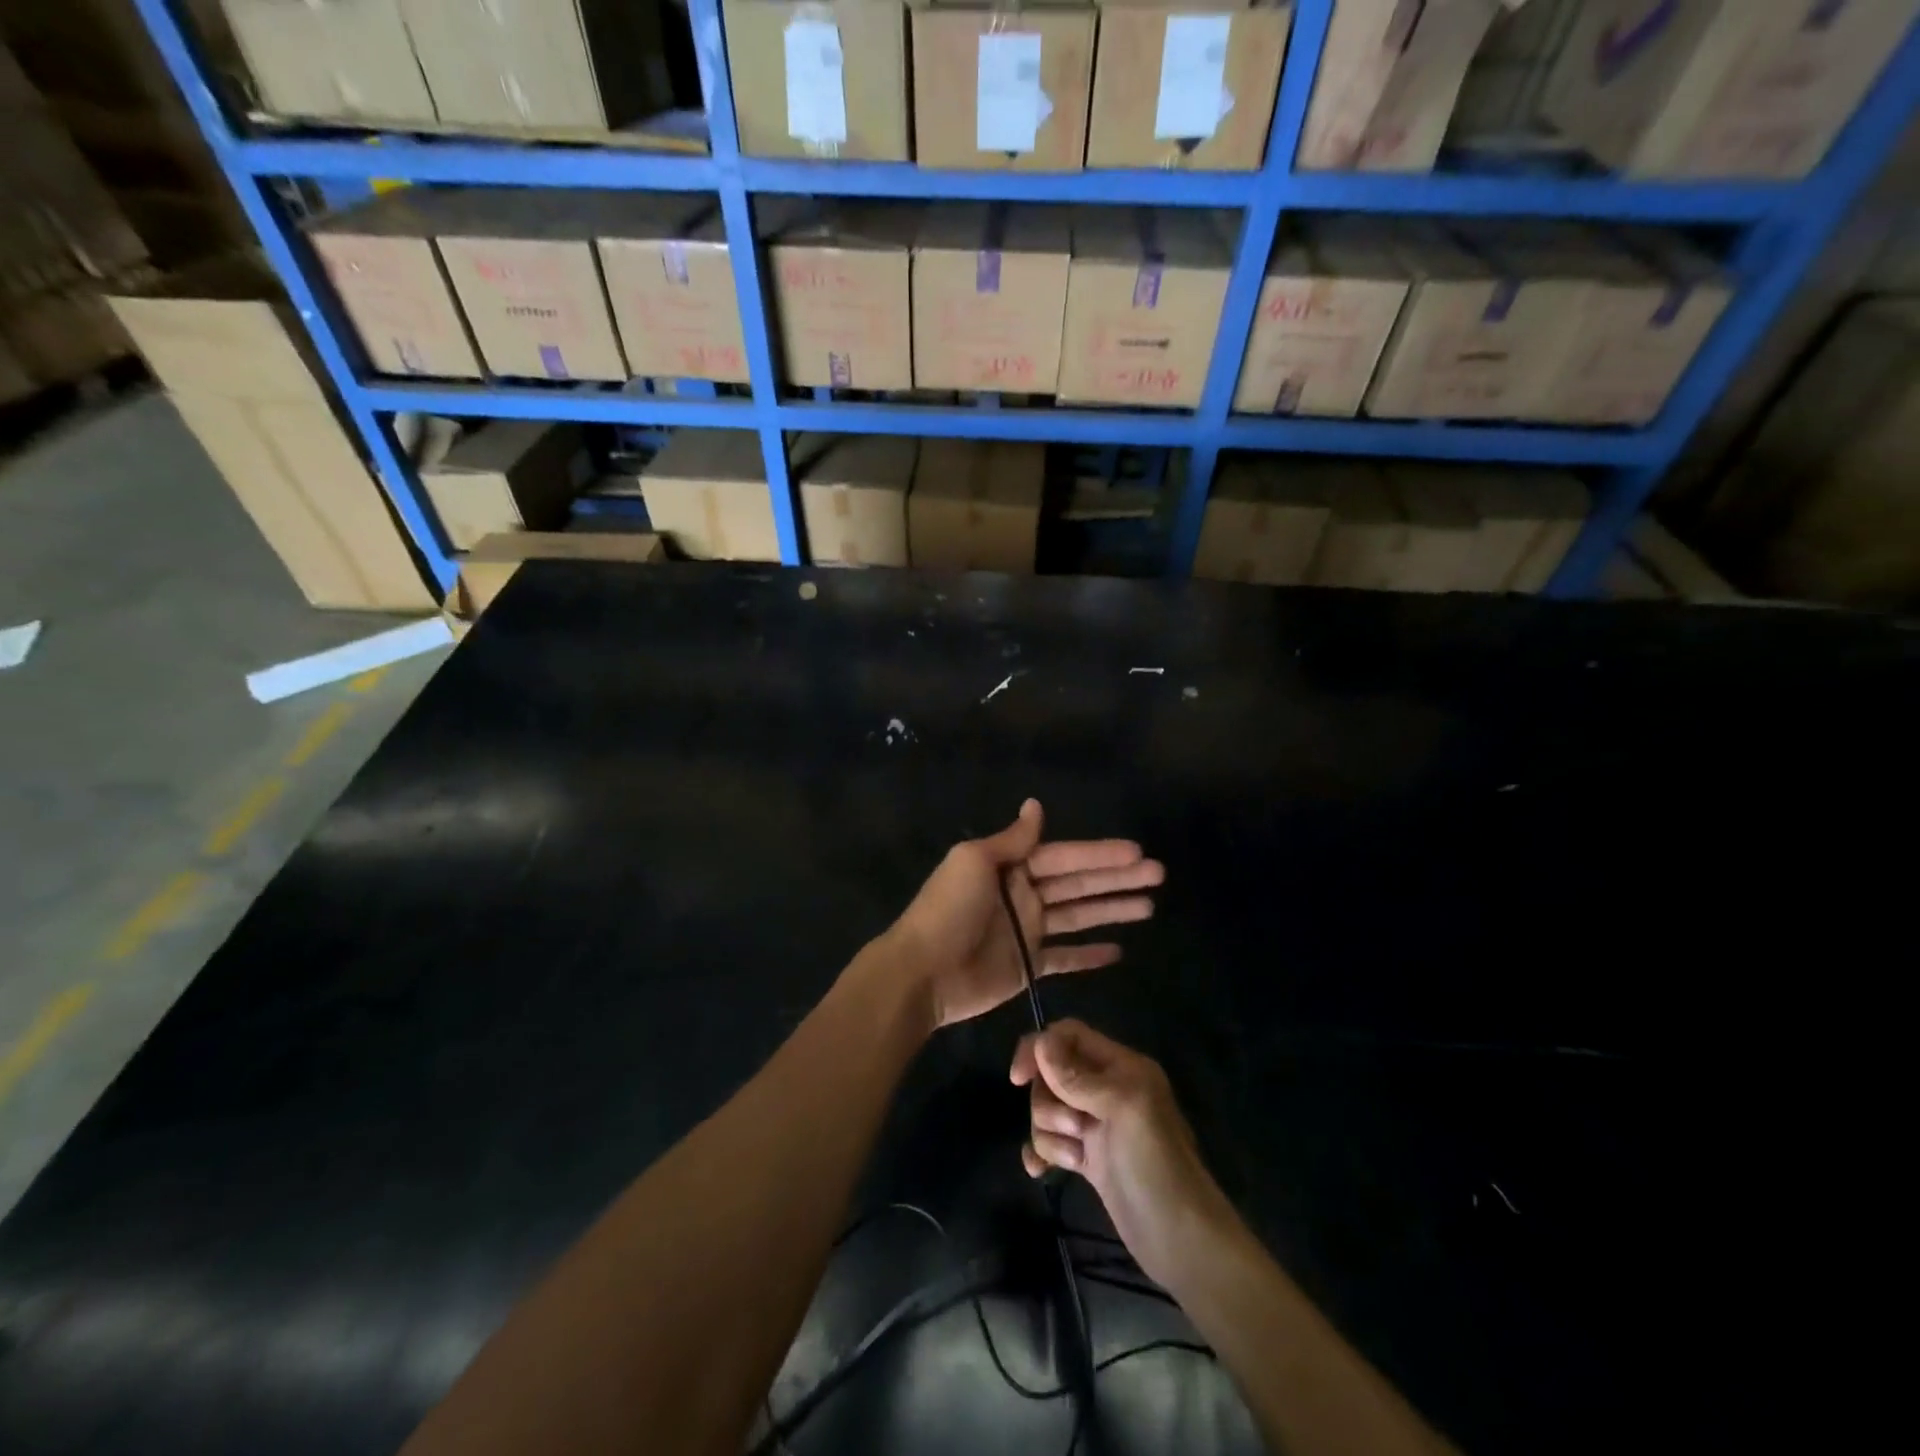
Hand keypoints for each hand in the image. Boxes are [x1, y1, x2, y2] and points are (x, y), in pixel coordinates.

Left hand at [886, 800, 1162, 1029]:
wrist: (923, 971)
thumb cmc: (949, 910)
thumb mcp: (975, 862)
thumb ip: (1012, 840)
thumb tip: (1035, 805)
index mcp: (1012, 868)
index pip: (1066, 857)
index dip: (1101, 854)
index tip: (1136, 852)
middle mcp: (1024, 895)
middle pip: (1079, 884)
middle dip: (1117, 879)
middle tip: (1159, 876)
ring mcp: (1028, 932)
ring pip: (1079, 917)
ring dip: (1112, 910)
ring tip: (1149, 907)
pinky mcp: (1029, 966)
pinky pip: (1066, 957)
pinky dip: (1089, 955)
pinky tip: (1118, 950)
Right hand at [1011, 1019, 1240, 1289]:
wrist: (1180, 1240)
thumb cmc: (1156, 1164)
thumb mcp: (1121, 1108)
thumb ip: (1078, 1076)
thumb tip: (1040, 1042)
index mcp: (1121, 1066)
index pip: (1069, 1036)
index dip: (1040, 1049)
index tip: (1019, 1079)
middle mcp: (1107, 1089)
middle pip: (1052, 1075)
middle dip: (1049, 1101)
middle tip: (1075, 1128)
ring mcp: (1096, 1125)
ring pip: (1048, 1109)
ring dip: (1049, 1133)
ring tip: (1075, 1157)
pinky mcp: (1089, 1158)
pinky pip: (1050, 1141)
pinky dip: (1042, 1152)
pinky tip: (1040, 1171)